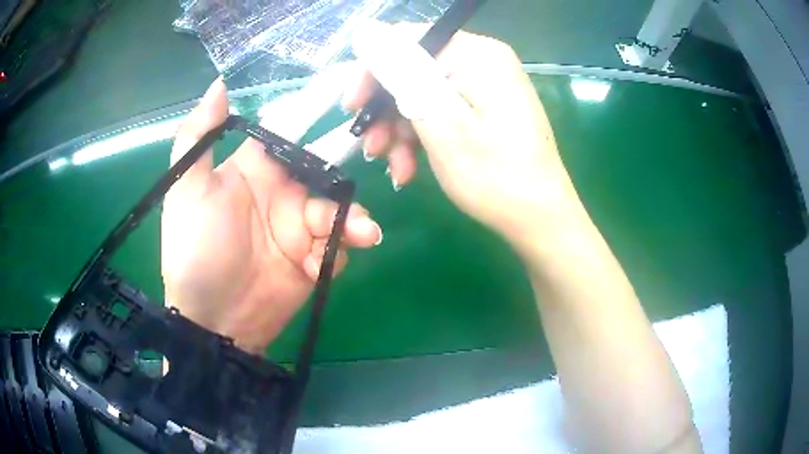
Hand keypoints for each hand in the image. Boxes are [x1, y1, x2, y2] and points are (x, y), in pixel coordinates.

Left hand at [161, 78, 381, 354]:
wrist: (212, 320)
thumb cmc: (195, 249)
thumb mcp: (187, 189)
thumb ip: (199, 136)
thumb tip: (220, 83)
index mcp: (256, 167)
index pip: (292, 128)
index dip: (319, 107)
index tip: (350, 90)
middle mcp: (282, 191)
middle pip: (327, 165)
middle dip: (352, 159)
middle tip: (382, 150)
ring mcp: (300, 227)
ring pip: (340, 209)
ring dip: (353, 219)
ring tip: (363, 233)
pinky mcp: (313, 259)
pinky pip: (337, 247)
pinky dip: (338, 252)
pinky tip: (321, 265)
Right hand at [343, 23, 580, 247]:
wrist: (539, 219)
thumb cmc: (495, 175)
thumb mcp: (440, 122)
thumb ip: (401, 73)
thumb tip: (367, 34)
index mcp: (476, 53)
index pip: (406, 42)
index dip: (371, 71)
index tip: (352, 108)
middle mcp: (482, 60)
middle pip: (413, 71)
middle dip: (387, 112)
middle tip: (372, 149)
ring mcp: (485, 85)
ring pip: (422, 96)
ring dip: (401, 132)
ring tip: (395, 168)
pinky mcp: (485, 108)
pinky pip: (441, 111)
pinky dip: (421, 138)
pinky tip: (411, 168)